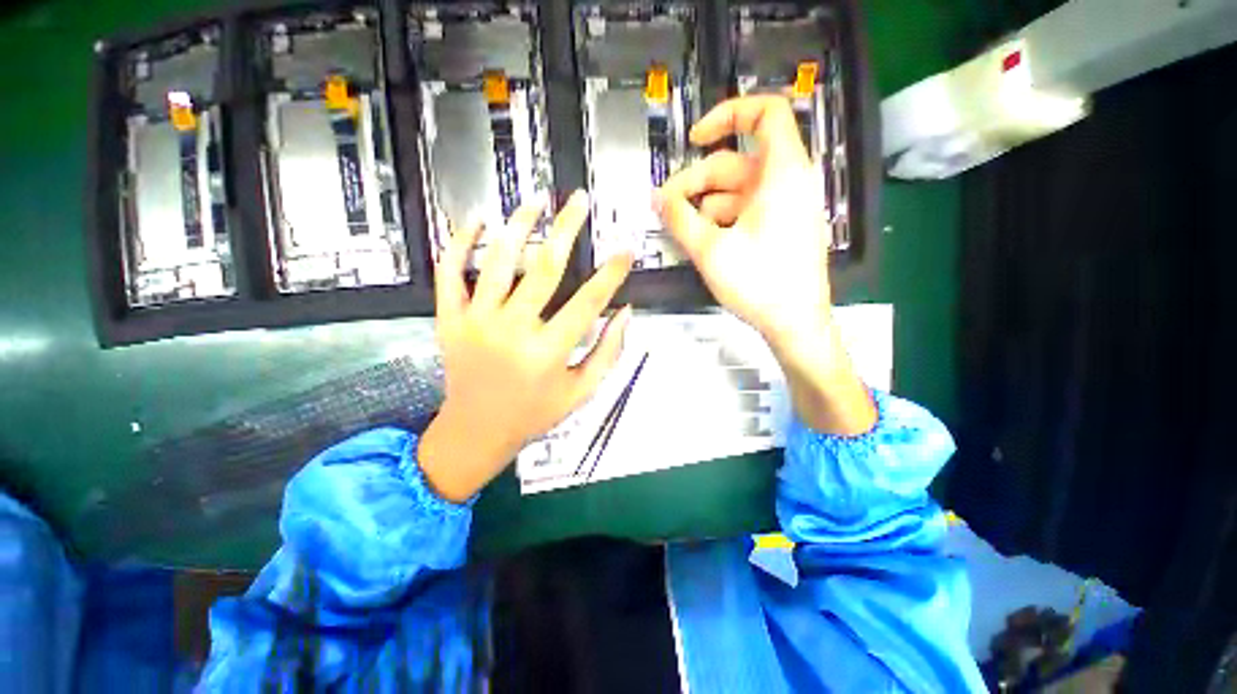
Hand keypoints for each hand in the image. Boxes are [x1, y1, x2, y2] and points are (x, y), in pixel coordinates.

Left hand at [418, 191, 634, 501]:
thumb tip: (626, 312)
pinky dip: (460, 242)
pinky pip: (450, 272)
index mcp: (548, 352)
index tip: (626, 249)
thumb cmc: (535, 413)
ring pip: (499, 260)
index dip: (611, 272)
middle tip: (578, 202)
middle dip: (567, 228)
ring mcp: (476, 321)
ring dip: (519, 224)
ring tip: (535, 201)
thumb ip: (608, 352)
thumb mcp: (582, 392)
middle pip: (545, 267)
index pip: (588, 302)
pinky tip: (478, 220)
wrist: (476, 431)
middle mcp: (513, 330)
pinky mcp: (449, 319)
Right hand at [653, 95, 831, 346]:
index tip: (695, 139)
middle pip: (735, 163)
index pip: (765, 112)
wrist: (795, 323)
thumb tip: (658, 199)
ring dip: (703, 205)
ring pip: (736, 191)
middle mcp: (787, 182)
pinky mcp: (779, 228)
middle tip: (665, 206)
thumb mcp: (711, 250)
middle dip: (696, 181)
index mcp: (782, 173)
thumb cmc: (760, 283)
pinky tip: (701, 239)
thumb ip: (680, 220)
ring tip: (679, 228)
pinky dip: (720, 219)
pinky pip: (744, 211)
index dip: (728, 114)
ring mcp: (784, 208)